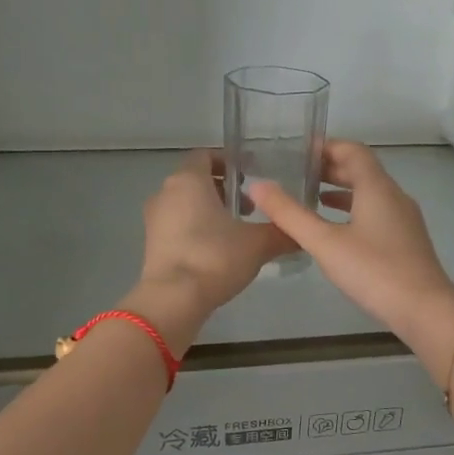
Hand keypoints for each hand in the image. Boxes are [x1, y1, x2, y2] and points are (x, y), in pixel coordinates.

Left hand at [133, 149, 295, 343]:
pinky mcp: (152, 244)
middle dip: (224, 190)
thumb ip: (282, 233)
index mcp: (188, 180)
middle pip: (196, 181)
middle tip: (250, 208)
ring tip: (237, 231)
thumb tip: (302, 234)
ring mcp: (154, 219)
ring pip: (186, 204)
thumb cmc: (215, 257)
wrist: (174, 299)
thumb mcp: (258, 244)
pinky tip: (218, 251)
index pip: (206, 155)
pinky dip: (197, 230)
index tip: (252, 176)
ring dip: (210, 211)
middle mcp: (166, 192)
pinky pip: (177, 226)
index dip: (230, 162)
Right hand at [247, 141, 453, 338]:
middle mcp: (394, 196)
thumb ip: (289, 214)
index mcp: (377, 187)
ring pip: (370, 194)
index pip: (352, 151)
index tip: (298, 151)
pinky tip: (337, 231)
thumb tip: (256, 185)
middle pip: (362, 170)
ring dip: (342, 191)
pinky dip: (353, 212)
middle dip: (330, 168)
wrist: (424, 309)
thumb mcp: (325, 243)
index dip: (325, 146)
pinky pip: (377, 214)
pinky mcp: (406, 241)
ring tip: (311, 198)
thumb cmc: (373, 270)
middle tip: (297, 173)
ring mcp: (404, 220)